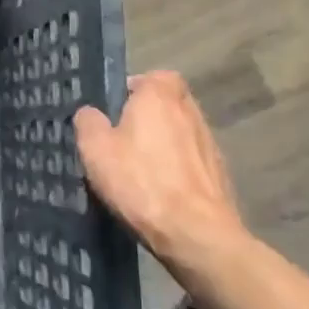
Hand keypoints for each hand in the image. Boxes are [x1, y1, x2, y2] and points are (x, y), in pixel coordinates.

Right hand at [75, 71, 249, 269]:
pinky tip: (160, 191)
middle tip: (122, 140)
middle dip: (148, 116)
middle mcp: (190, 111)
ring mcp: (209, 142)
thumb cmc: (140, 182)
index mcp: (160, 96)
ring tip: (139, 169)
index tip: (115, 110)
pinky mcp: (219, 173)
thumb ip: (88, 122)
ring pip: (181, 132)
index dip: (134, 89)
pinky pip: (191, 160)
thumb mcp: (95, 149)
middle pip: (168, 103)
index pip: (153, 76)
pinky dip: (177, 168)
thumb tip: (91, 113)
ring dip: (164, 143)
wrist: (195, 232)